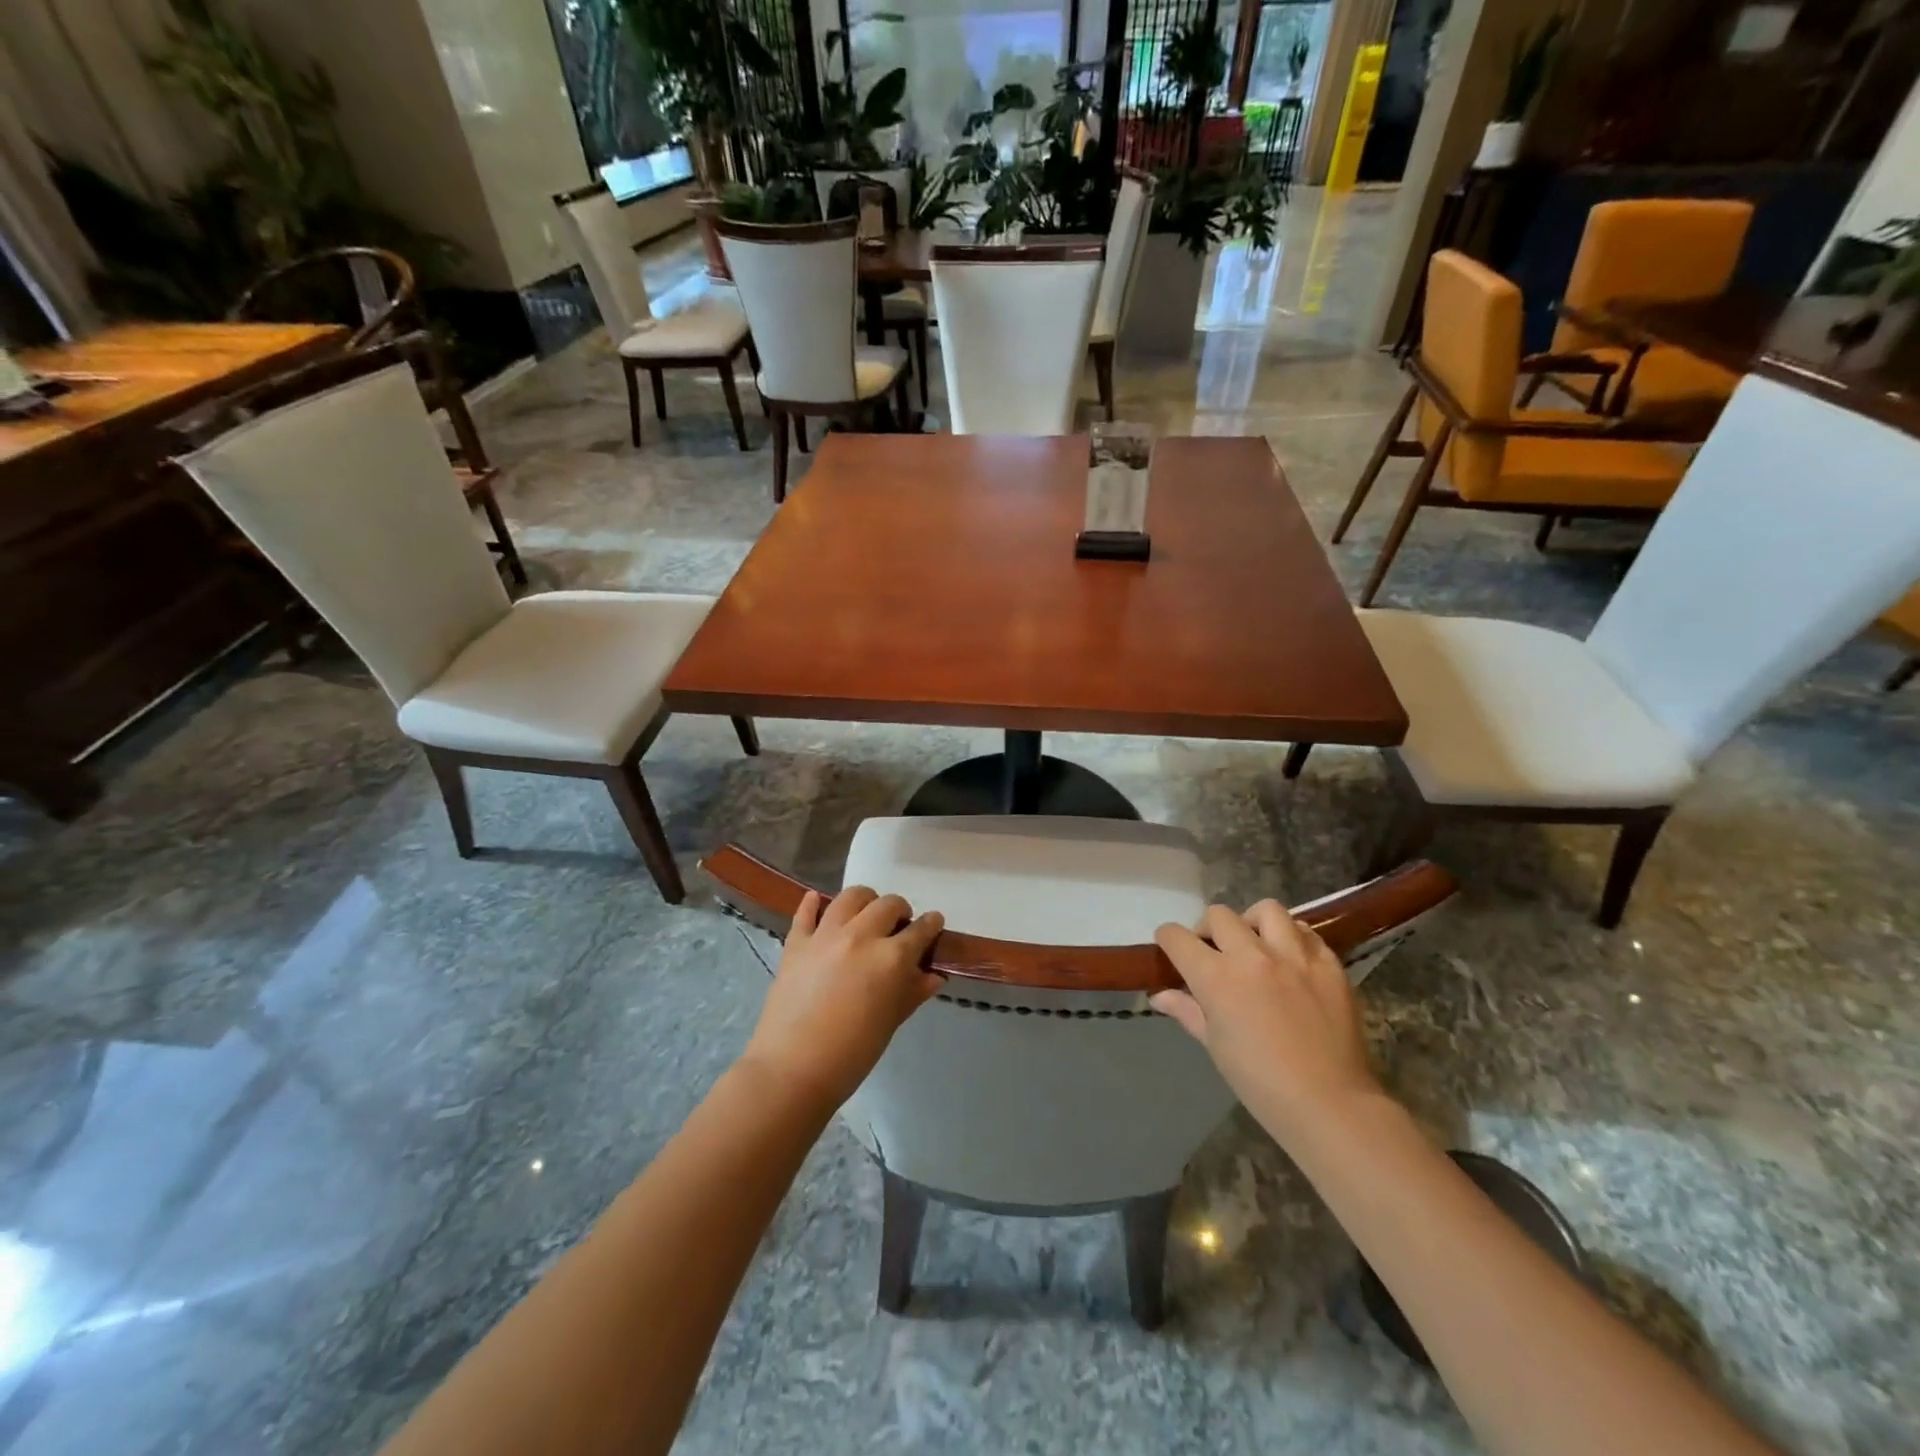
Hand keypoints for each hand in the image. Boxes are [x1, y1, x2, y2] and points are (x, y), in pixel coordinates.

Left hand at [741, 887, 944, 1112]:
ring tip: (866, 914)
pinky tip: (818, 902)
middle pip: (888, 905)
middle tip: (899, 926)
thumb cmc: (852, 1054)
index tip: (934, 924)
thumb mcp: (891, 1022)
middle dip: (900, 911)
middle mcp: (861, 936)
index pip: (920, 930)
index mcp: (891, 958)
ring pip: (851, 897)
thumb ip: (913, 992)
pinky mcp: (796, 943)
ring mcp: (825, 935)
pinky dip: (813, 904)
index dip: (931, 925)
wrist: (792, 1070)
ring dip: (865, 901)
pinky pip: (806, 912)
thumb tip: (933, 976)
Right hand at [1152, 901, 1381, 1144]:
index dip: (1168, 939)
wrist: (1330, 1104)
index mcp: (1216, 977)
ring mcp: (1295, 956)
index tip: (1170, 948)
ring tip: (1256, 944)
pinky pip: (1306, 932)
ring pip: (1267, 910)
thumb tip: (1161, 996)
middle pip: (1219, 915)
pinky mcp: (1329, 964)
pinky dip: (1293, 937)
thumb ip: (1187, 1010)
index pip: (1178, 937)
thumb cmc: (1260, 1082)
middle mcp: (1252, 955)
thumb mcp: (1215, 1046)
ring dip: (1253, 922)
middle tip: (1214, 951)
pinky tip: (1292, 959)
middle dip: (1208, 929)